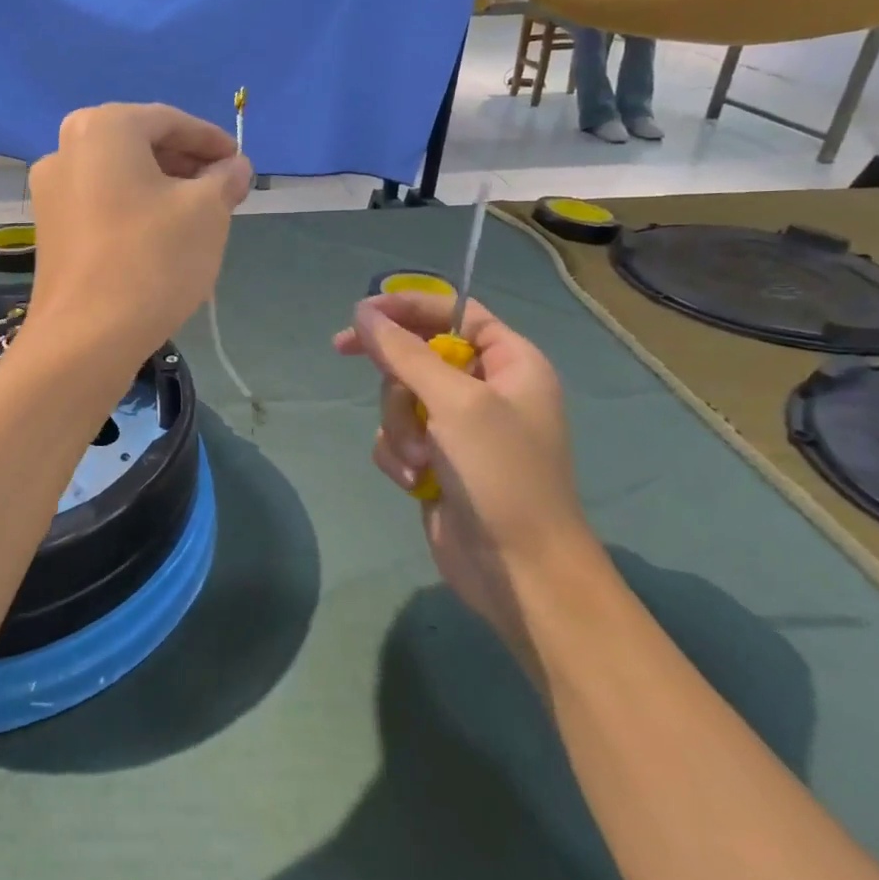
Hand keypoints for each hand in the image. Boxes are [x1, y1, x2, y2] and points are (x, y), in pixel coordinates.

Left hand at [24, 103, 251, 365]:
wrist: (86, 337)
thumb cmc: (152, 258)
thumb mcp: (207, 212)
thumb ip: (225, 179)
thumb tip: (235, 167)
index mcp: (103, 128)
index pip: (170, 121)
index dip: (211, 141)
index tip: (239, 163)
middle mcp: (66, 148)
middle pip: (140, 145)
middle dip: (186, 165)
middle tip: (223, 190)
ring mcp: (50, 190)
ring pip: (120, 176)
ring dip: (162, 188)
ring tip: (199, 216)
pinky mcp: (49, 228)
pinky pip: (101, 203)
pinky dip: (135, 209)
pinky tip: (162, 237)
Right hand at [334, 292, 601, 645]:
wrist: (519, 571)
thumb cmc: (501, 474)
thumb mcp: (454, 403)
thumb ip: (403, 353)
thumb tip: (362, 312)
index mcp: (510, 363)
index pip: (454, 313)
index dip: (408, 308)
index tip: (360, 315)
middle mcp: (486, 389)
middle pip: (416, 356)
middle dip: (399, 387)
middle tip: (391, 397)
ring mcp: (460, 428)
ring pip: (399, 399)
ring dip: (399, 428)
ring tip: (420, 461)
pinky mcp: (437, 461)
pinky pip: (397, 436)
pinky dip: (399, 455)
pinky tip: (416, 482)